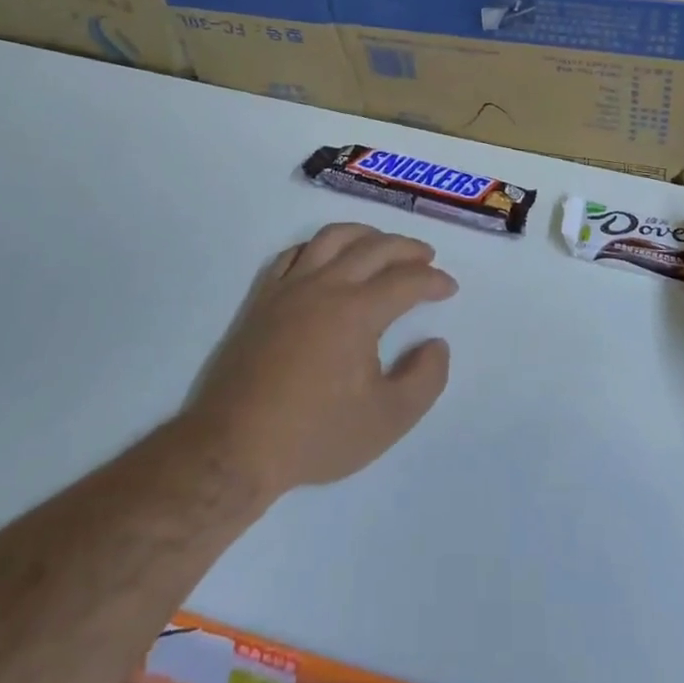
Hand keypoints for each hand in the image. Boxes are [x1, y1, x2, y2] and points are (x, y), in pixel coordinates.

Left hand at [185, 223, 455, 501]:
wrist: (234, 448)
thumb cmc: (315, 435)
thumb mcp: (387, 420)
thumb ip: (425, 379)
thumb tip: (436, 344)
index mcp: (357, 311)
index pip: (406, 280)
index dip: (433, 280)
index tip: (449, 288)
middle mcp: (325, 286)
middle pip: (374, 247)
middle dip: (407, 248)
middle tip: (426, 258)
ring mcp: (289, 288)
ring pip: (332, 237)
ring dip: (365, 234)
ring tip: (381, 244)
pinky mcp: (263, 299)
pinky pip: (294, 253)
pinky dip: (319, 246)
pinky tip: (327, 259)